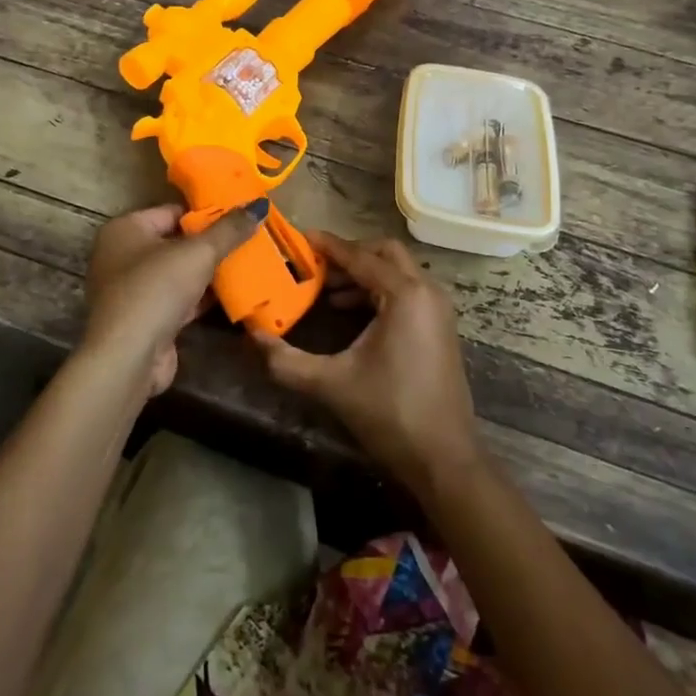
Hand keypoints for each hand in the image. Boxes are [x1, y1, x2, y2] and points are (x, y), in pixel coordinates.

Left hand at [80, 201, 264, 394]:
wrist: (129, 356)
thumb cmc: (157, 289)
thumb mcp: (199, 253)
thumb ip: (229, 229)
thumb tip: (259, 205)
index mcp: (126, 229)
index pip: (172, 211)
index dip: (207, 213)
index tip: (240, 216)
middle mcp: (123, 255)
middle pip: (176, 242)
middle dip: (212, 245)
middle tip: (250, 240)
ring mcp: (133, 290)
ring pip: (179, 273)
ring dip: (210, 273)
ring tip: (249, 264)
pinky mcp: (146, 318)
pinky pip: (180, 299)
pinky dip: (203, 297)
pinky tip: (234, 294)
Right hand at [254, 233, 480, 499]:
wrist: (444, 458)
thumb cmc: (390, 413)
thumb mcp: (331, 384)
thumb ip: (286, 360)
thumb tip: (252, 336)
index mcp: (405, 295)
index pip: (360, 257)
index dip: (327, 246)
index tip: (298, 237)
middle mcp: (426, 292)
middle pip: (384, 253)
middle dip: (349, 254)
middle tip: (315, 265)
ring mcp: (437, 309)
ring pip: (397, 272)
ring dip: (363, 273)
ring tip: (326, 290)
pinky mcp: (439, 327)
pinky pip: (406, 291)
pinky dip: (378, 291)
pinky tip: (350, 312)